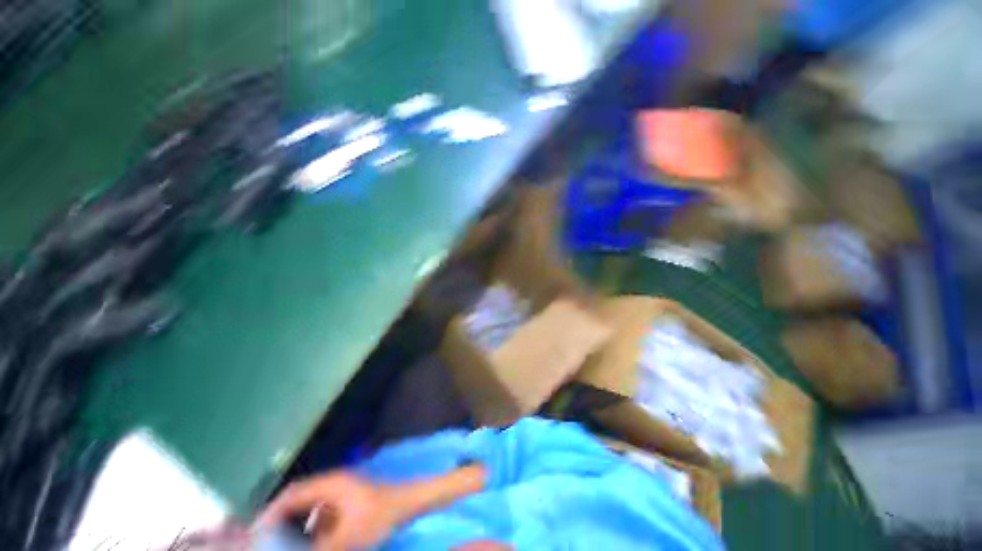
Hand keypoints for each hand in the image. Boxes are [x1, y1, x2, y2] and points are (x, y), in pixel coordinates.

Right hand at [256, 471, 397, 550]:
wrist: (408, 504)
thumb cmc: (380, 516)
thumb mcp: (347, 539)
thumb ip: (318, 550)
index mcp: (331, 485)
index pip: (292, 494)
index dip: (271, 513)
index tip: (255, 533)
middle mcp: (333, 484)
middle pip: (299, 499)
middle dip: (281, 521)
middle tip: (265, 541)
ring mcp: (342, 491)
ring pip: (310, 508)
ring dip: (297, 526)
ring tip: (285, 544)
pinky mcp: (349, 500)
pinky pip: (323, 514)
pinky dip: (313, 529)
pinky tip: (313, 542)